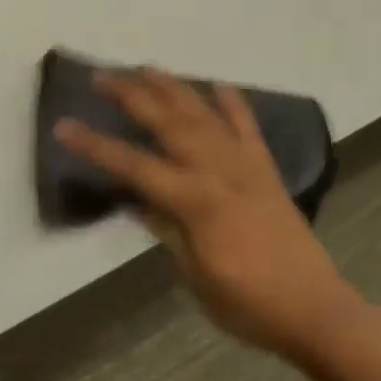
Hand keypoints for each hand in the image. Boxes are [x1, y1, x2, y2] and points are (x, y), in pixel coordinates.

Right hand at [54, 69, 358, 354]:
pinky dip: (233, 104)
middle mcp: (219, 172)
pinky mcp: (266, 171)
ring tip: (146, 67)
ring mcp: (246, 167)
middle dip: (132, 96)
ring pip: (204, 115)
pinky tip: (218, 85)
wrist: (317, 312)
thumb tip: (134, 198)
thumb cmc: (248, 303)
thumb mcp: (194, 274)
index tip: (64, 126)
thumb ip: (165, 228)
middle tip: (101, 76)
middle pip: (168, 123)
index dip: (96, 145)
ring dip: (173, 88)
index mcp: (196, 201)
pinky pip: (248, 129)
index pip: (134, 165)